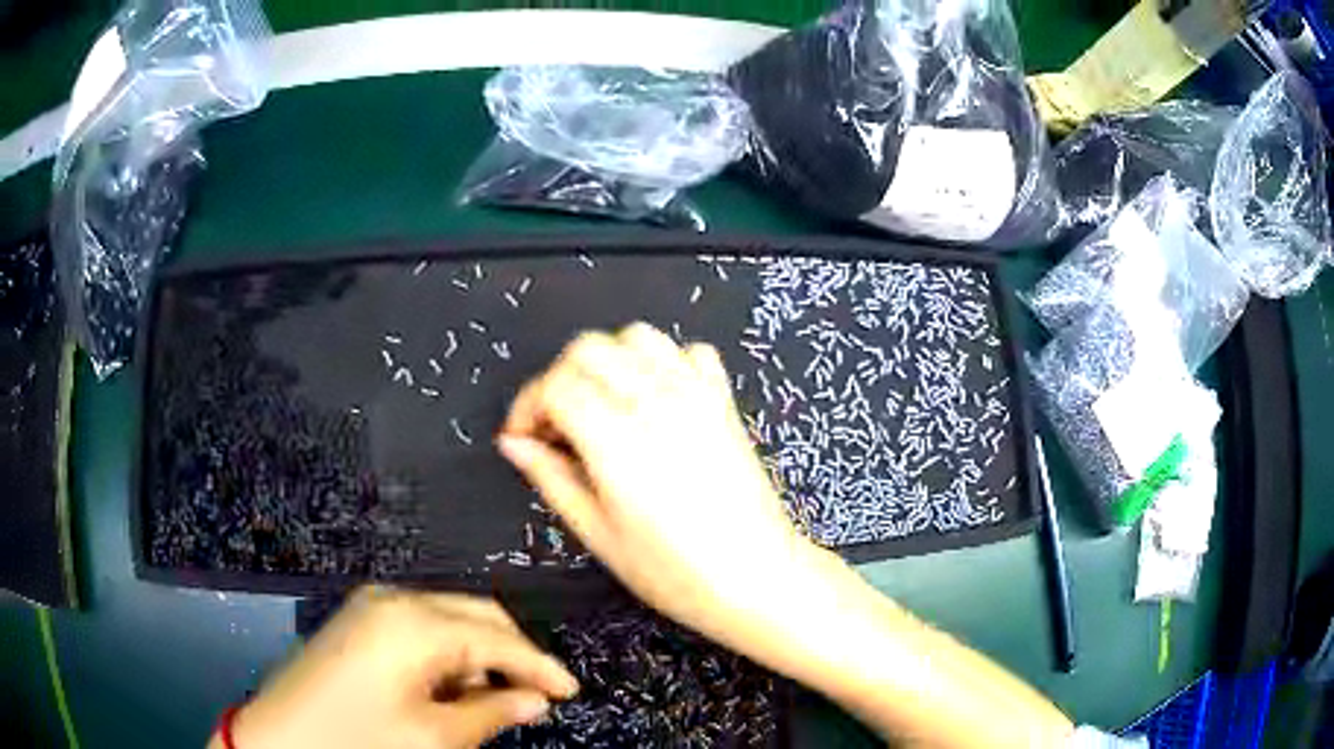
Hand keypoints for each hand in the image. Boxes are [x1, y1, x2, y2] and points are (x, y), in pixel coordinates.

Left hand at [218, 589, 577, 748]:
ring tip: (496, 699)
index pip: (498, 638)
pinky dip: (448, 654)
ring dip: (480, 655)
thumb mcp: (434, 737)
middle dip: (513, 653)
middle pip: (476, 615)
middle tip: (538, 695)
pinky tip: (454, 688)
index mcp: (414, 623)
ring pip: (450, 619)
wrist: (280, 738)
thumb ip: (491, 713)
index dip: (541, 666)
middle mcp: (395, 600)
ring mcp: (372, 605)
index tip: (571, 691)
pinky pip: (421, 627)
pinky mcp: (359, 620)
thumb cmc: (359, 741)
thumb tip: (533, 701)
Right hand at [497, 323, 825, 653]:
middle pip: (589, 349)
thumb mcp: (598, 533)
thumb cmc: (674, 572)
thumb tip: (514, 443)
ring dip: (607, 363)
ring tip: (600, 408)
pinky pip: (688, 352)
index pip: (556, 385)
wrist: (757, 576)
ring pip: (636, 337)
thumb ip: (551, 477)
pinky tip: (653, 400)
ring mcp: (696, 394)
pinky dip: (661, 363)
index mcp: (617, 439)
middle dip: (559, 378)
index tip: (523, 438)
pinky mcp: (723, 400)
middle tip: (556, 427)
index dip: (528, 406)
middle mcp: (656, 402)